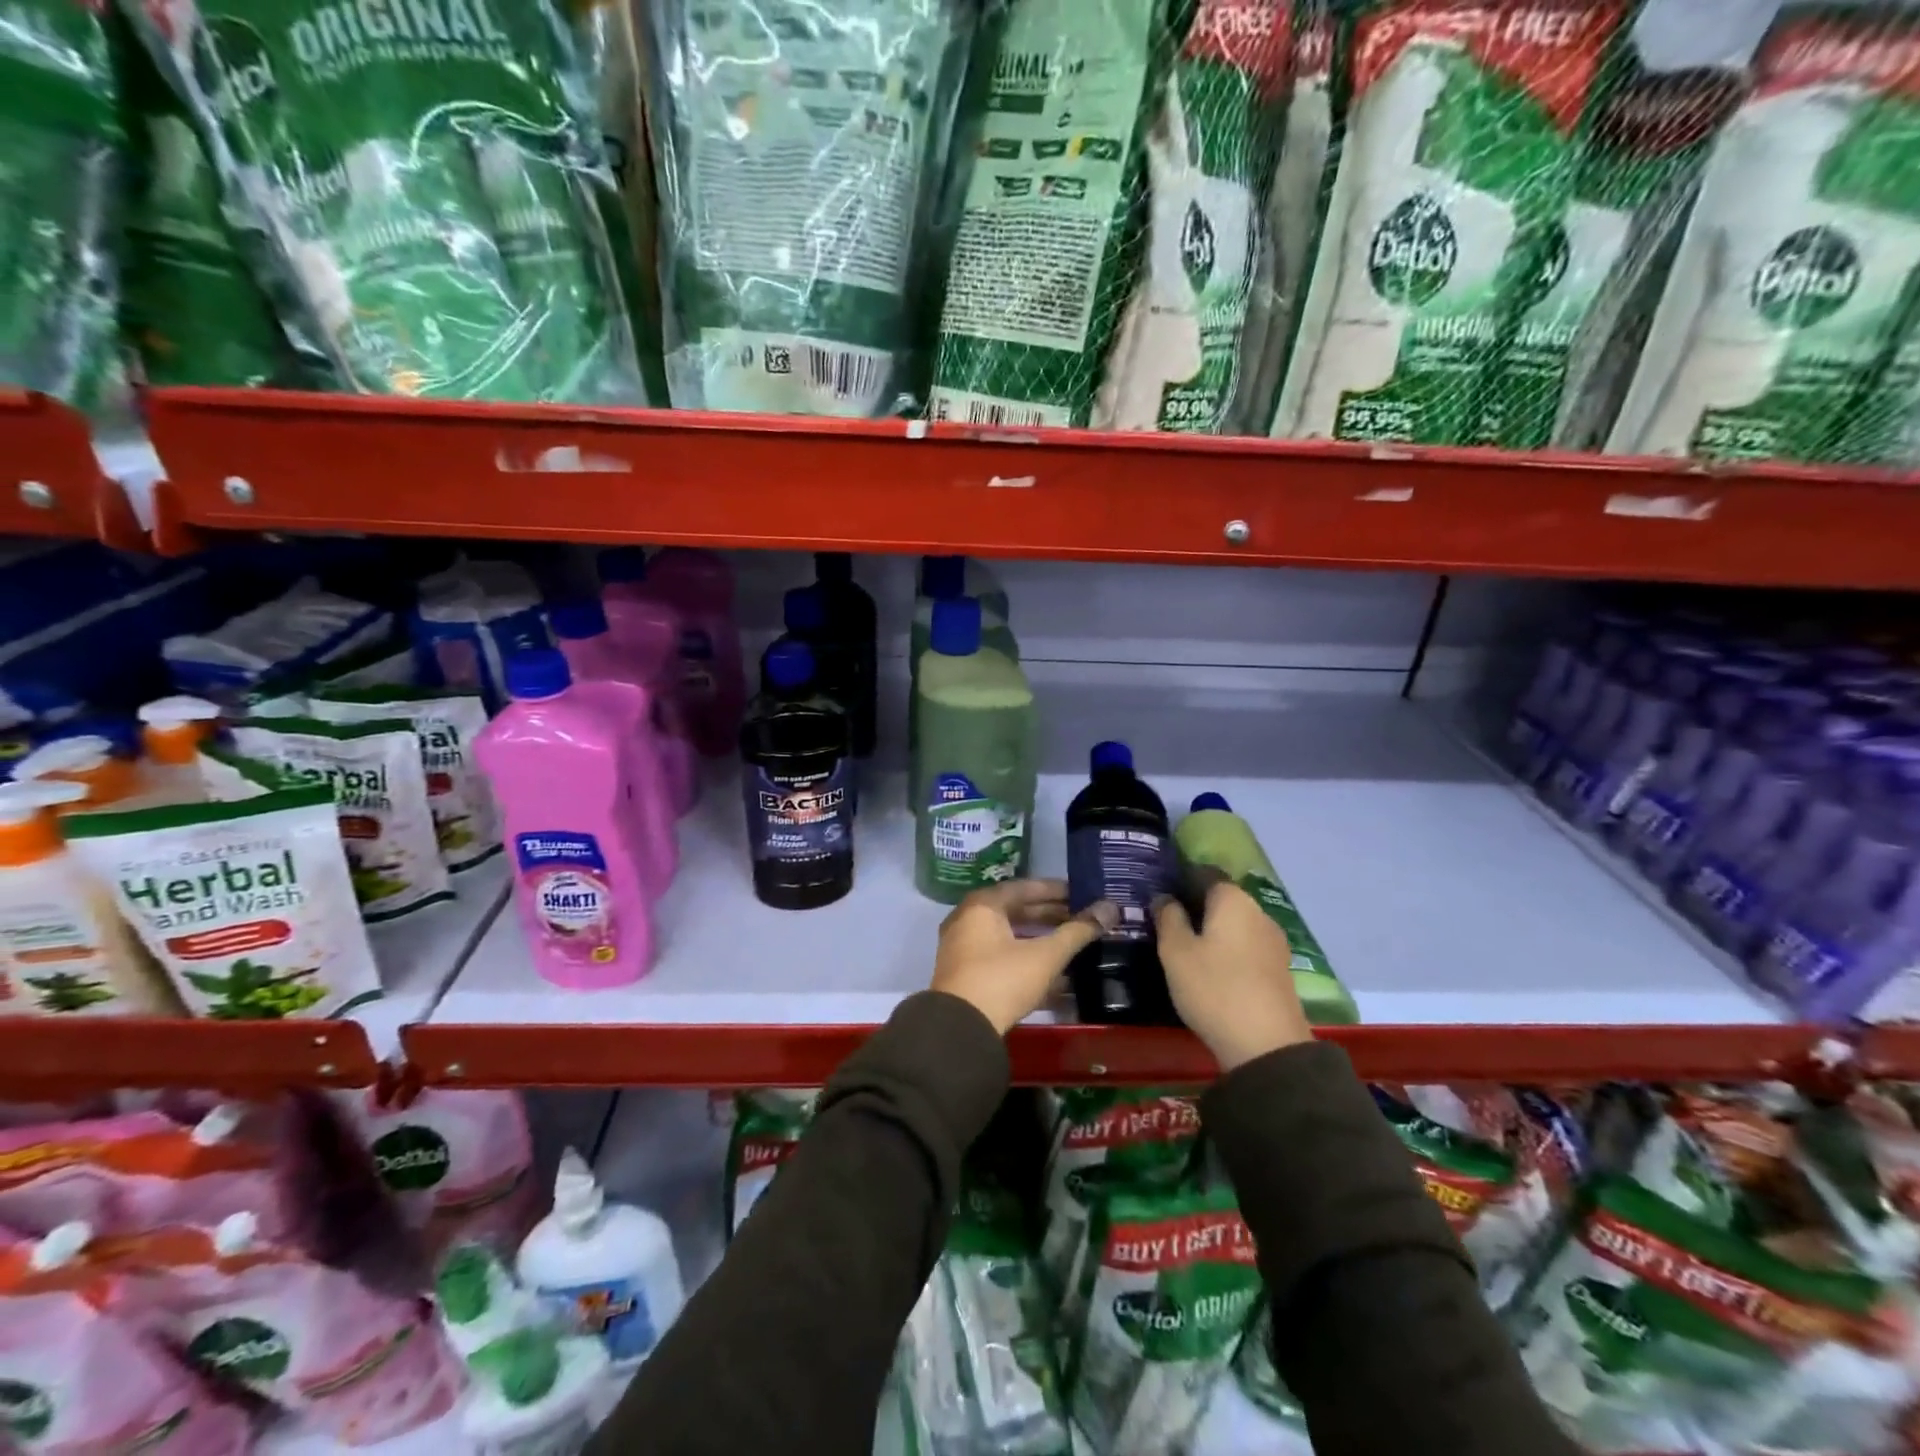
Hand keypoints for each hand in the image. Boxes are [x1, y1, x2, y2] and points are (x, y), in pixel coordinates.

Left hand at [931, 880, 1118, 1034]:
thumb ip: (1078, 931)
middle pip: (1016, 912)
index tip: (1082, 894)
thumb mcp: (1045, 955)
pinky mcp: (967, 975)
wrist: (961, 1028)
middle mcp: (968, 920)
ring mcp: (964, 948)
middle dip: (1050, 916)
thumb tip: (1111, 908)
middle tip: (1082, 919)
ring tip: (1073, 944)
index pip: (1024, 888)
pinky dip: (1027, 961)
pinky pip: (1002, 958)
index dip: (1056, 891)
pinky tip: (1057, 976)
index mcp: (983, 905)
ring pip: (1010, 937)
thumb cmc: (1002, 979)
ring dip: (1041, 941)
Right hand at [1156, 881, 1312, 1070]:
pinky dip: (1228, 949)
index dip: (1181, 879)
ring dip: (1212, 930)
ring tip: (1185, 946)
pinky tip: (1210, 967)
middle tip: (1166, 921)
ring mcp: (1274, 942)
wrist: (1266, 1046)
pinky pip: (1246, 946)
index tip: (1159, 893)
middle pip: (1222, 899)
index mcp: (1233, 900)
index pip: (1205, 874)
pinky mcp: (1279, 969)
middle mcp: (1259, 912)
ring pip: (1235, 924)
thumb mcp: (1176, 952)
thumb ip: (1168, 918)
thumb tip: (1164, 897)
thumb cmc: (1213, 988)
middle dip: (1196, 906)